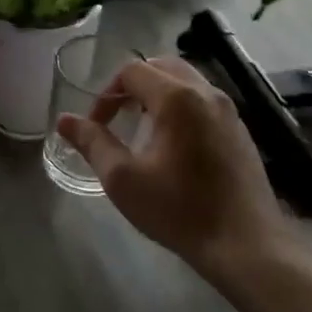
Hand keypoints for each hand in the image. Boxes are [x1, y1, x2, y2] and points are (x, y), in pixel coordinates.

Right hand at [58, 56, 287, 270]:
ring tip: (143, 128)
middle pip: (160, 66)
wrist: (246, 245)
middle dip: (133, 85)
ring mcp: (228, 109)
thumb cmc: (180, 210)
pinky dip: (182, 106)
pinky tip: (175, 145)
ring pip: (186, 80)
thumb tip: (64, 120)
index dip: (106, 94)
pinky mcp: (241, 129)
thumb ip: (93, 143)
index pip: (131, 71)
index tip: (97, 126)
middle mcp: (205, 92)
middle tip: (118, 117)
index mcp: (176, 97)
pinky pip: (204, 100)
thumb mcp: (123, 180)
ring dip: (159, 93)